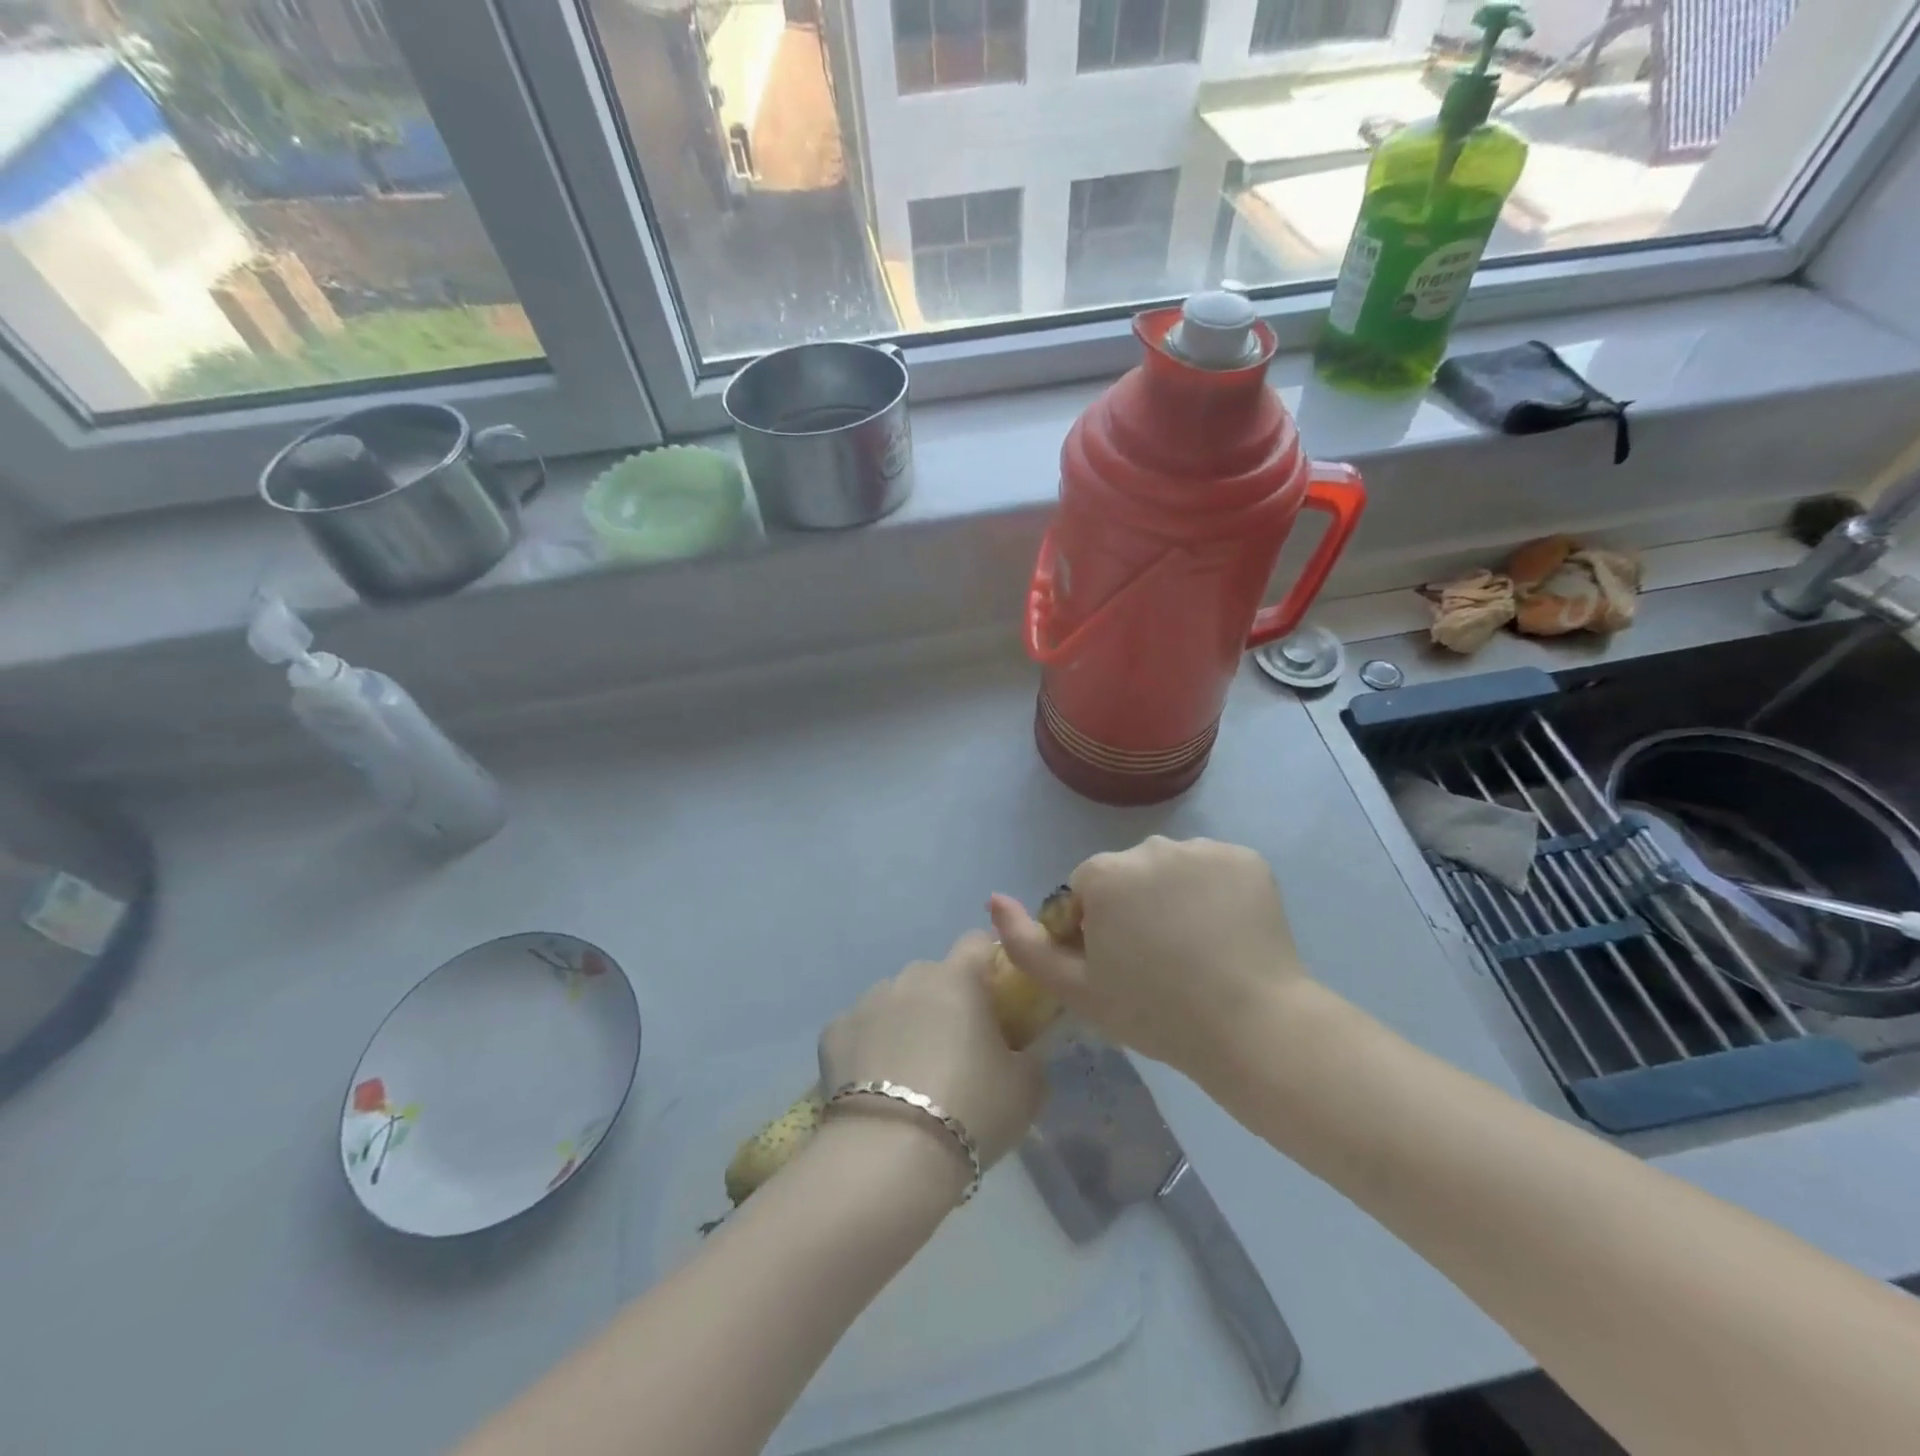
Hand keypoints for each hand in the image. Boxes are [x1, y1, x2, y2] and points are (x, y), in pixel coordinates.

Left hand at [818, 931, 1043, 1175]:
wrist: (892, 1154)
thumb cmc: (972, 1110)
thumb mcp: (1028, 1087)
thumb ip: (1030, 1052)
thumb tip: (1020, 1046)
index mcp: (959, 978)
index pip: (978, 942)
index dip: (989, 965)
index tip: (996, 1000)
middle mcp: (910, 977)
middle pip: (935, 976)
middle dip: (946, 1002)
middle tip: (957, 1051)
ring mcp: (867, 1001)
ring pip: (895, 1001)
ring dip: (906, 1023)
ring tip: (911, 1077)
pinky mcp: (833, 1032)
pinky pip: (859, 1030)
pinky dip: (868, 1048)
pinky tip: (875, 1088)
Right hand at [989, 837, 1310, 1076]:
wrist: (1253, 1028)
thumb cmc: (1155, 1012)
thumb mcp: (1076, 990)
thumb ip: (1025, 944)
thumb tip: (994, 899)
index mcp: (1106, 873)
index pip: (1087, 888)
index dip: (1096, 926)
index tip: (1119, 964)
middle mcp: (1151, 846)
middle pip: (1129, 873)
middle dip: (1133, 905)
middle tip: (1158, 960)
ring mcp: (1204, 849)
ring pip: (1173, 868)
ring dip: (1174, 895)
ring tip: (1197, 948)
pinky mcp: (1247, 859)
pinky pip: (1215, 869)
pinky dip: (1216, 892)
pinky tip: (1227, 933)